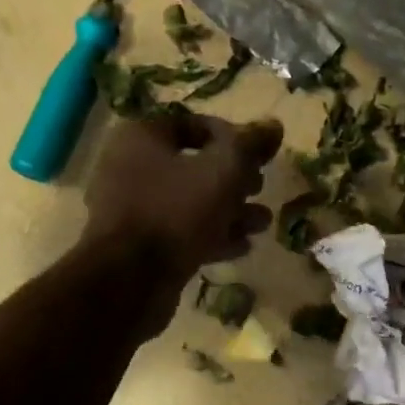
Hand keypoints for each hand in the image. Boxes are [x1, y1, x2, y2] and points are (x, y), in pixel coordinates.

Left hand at [83, 110, 283, 282]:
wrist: (130, 281)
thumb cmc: (176, 212)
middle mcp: (130, 167)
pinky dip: (211, 235)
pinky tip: (242, 247)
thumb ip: (250, 145)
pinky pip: (181, 231)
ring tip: (261, 223)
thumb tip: (274, 125)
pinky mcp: (139, 246)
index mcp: (142, 137)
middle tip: (259, 189)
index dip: (232, 137)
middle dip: (234, 179)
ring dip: (230, 211)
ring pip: (190, 202)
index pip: (193, 124)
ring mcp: (133, 210)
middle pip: (193, 165)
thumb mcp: (223, 171)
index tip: (259, 156)